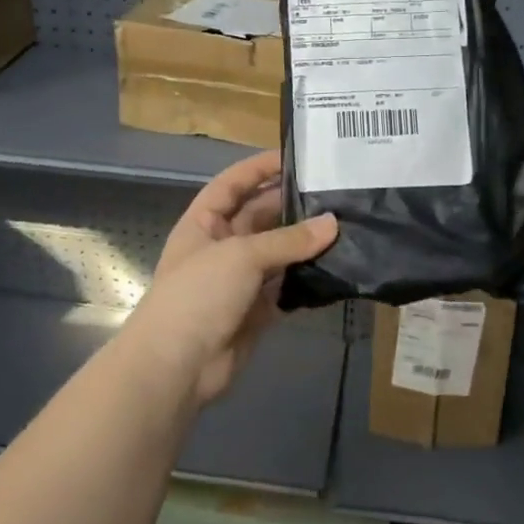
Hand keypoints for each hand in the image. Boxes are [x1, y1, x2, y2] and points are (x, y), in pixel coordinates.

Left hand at [122, 150, 338, 407]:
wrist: (177, 366)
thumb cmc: (198, 294)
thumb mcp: (242, 255)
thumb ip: (288, 240)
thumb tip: (333, 223)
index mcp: (204, 222)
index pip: (233, 184)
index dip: (260, 168)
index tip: (297, 157)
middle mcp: (221, 246)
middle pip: (260, 216)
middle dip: (292, 205)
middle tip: (335, 192)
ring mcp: (239, 280)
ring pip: (278, 252)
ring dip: (305, 243)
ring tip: (346, 225)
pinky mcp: (256, 310)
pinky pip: (286, 286)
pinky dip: (307, 278)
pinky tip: (337, 266)